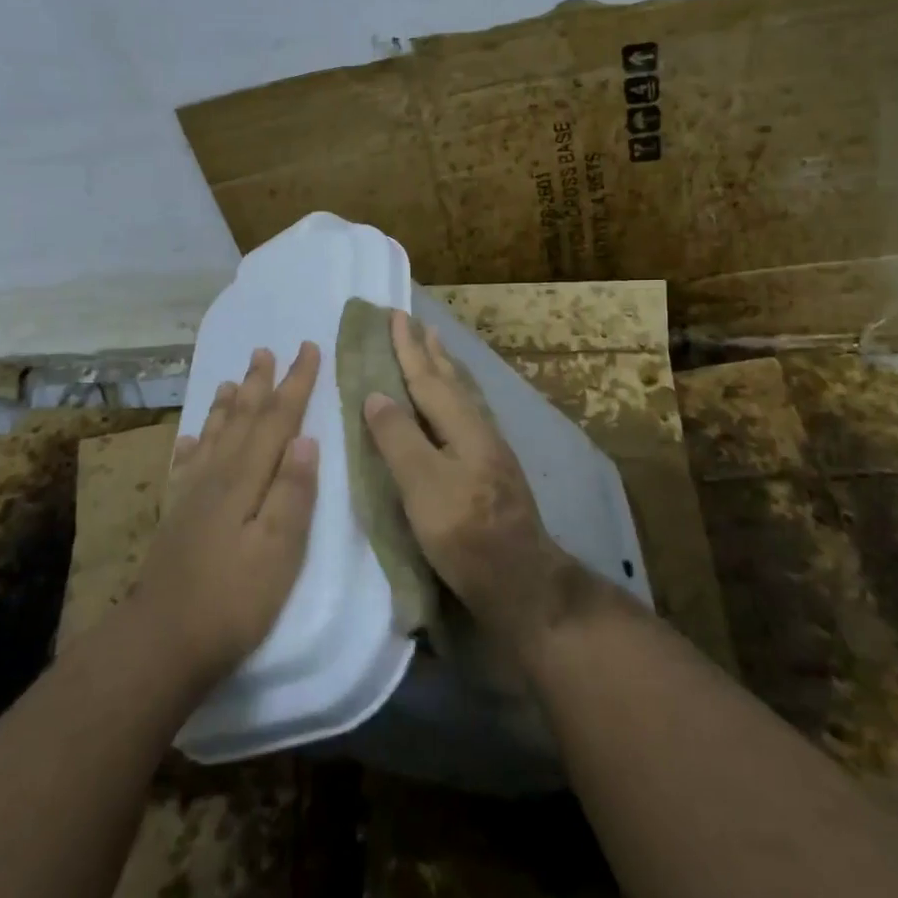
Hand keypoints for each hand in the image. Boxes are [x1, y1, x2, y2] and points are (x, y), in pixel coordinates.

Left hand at [132, 342, 320, 689]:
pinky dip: (194, 442)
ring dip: (228, 404)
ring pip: (214, 434)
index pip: (277, 420)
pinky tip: (193, 437)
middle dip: (259, 382)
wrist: (161, 641)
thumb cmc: (233, 599)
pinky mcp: (177, 515)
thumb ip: (293, 493)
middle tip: (266, 348)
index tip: (309, 348)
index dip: (295, 384)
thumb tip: (306, 439)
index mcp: (246, 479)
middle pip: (243, 418)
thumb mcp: (278, 551)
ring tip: (233, 379)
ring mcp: (192, 494)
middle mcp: (217, 475)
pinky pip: (186, 464)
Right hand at [362, 311, 583, 652]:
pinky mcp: (491, 471)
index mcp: (462, 427)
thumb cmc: (466, 533)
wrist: (520, 581)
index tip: (394, 315)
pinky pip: (466, 415)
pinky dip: (454, 398)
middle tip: (418, 324)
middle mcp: (479, 429)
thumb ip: (399, 438)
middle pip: (451, 381)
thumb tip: (377, 394)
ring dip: (446, 371)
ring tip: (437, 352)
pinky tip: (454, 408)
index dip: (408, 348)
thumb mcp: (423, 486)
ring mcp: (489, 450)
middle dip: (430, 352)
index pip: (428, 378)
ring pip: (463, 397)